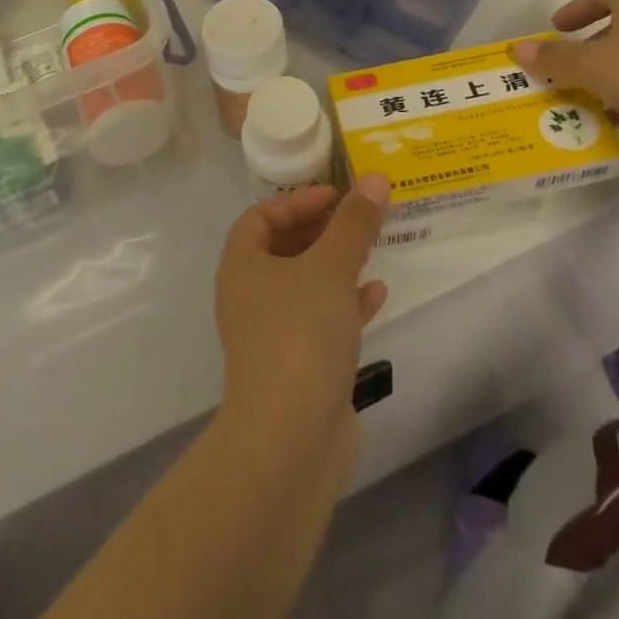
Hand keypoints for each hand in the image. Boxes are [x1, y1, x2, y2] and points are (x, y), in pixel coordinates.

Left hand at [214, 176, 388, 468]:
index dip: (299, 199)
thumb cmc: (300, 334)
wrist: (288, 440)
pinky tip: (376, 295)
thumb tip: (375, 178)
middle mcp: (249, 294)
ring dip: (337, 264)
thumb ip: (354, 223)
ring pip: (305, 284)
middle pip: (284, 247)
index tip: (337, 195)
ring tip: (372, 249)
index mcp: (242, 264)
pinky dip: (345, 303)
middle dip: (322, 230)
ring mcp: (271, 332)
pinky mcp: (295, 365)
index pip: (263, 215)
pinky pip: (320, 319)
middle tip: (359, 218)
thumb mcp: (331, 267)